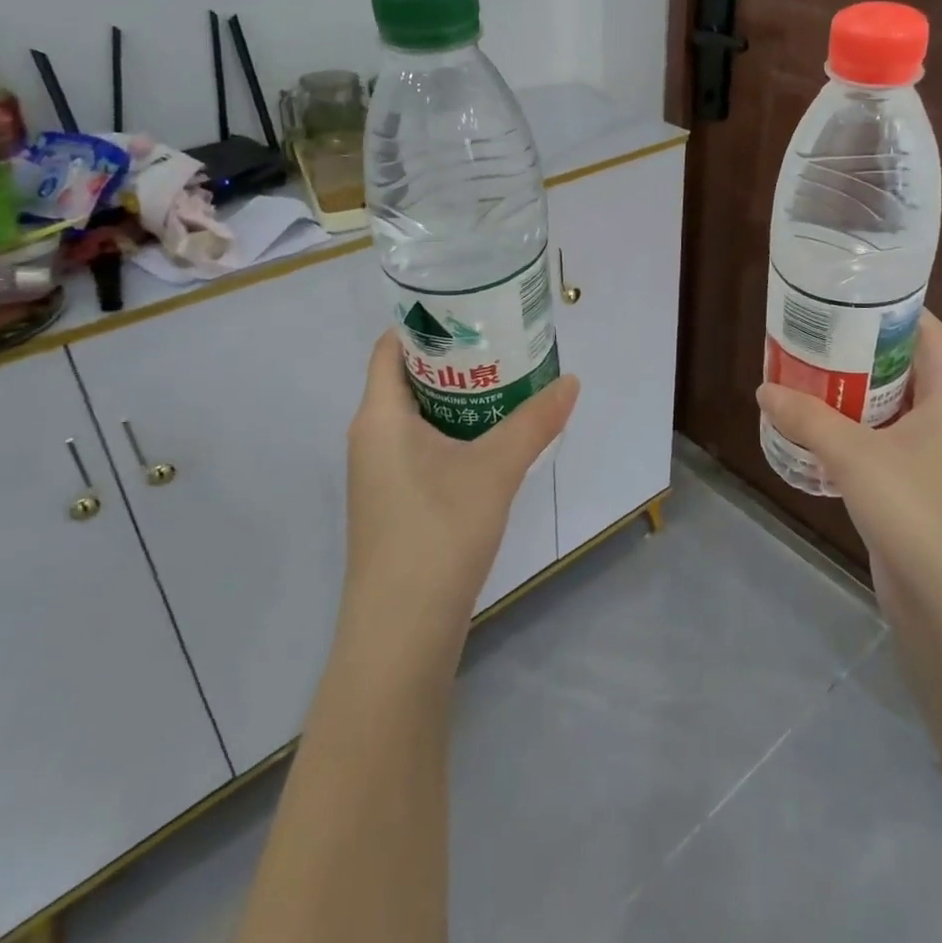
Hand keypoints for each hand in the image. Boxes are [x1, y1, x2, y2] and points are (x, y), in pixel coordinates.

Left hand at [342, 331, 579, 654]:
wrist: (401, 633)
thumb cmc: (438, 533)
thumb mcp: (494, 470)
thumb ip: (534, 422)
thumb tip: (571, 382)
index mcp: (379, 416)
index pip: (390, 347)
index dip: (426, 322)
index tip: (472, 309)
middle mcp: (370, 437)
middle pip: (407, 377)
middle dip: (454, 357)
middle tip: (502, 341)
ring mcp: (379, 474)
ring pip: (417, 416)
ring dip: (457, 396)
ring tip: (506, 380)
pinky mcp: (393, 502)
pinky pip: (420, 446)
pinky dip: (453, 430)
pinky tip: (492, 438)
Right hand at [756, 313, 941, 611]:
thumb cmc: (917, 511)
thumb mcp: (855, 455)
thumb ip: (807, 418)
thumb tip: (765, 389)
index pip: (928, 333)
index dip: (894, 308)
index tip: (849, 295)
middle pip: (900, 368)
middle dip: (857, 351)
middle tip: (810, 335)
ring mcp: (928, 459)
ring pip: (884, 410)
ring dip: (847, 395)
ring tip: (801, 376)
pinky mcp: (910, 491)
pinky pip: (875, 446)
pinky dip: (846, 434)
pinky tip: (809, 433)